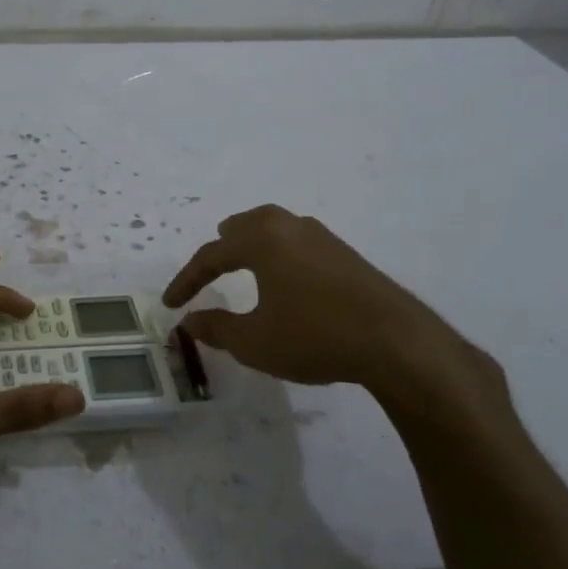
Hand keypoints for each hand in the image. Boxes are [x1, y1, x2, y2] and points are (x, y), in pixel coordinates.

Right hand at [163, 205, 492, 403]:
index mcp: (261, 241)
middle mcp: (290, 227)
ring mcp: (323, 237)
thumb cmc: (314, 337)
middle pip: (245, 226)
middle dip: (222, 246)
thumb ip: (216, 328)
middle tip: (208, 267)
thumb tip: (189, 321)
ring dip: (253, 244)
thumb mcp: (254, 342)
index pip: (210, 255)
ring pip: (275, 228)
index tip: (170, 304)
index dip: (186, 280)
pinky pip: (298, 242)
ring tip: (245, 263)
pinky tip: (287, 277)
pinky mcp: (346, 254)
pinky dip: (280, 253)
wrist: (396, 343)